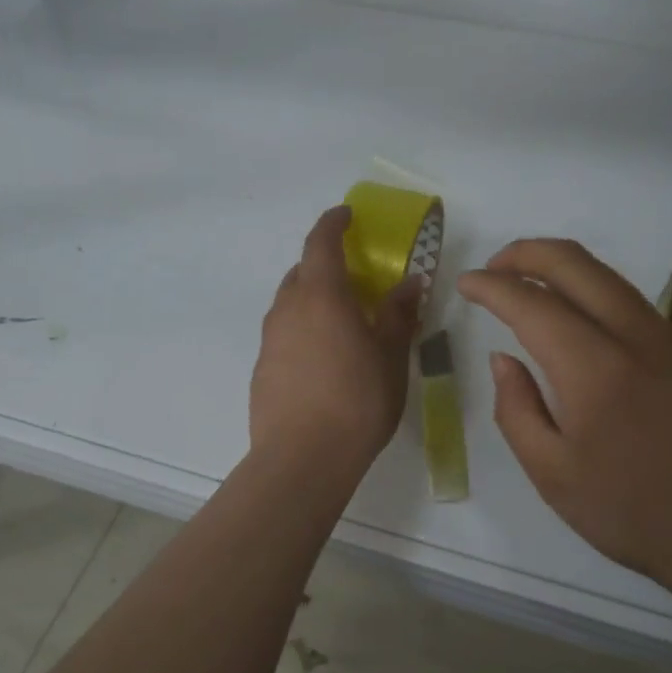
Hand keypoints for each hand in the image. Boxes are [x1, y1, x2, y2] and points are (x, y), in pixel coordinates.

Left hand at [250, 206, 422, 470]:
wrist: (302, 458)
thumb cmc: (357, 399)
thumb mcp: (391, 355)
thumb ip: (399, 314)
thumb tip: (410, 282)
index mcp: (322, 295)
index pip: (321, 242)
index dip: (333, 222)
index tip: (346, 214)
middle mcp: (288, 308)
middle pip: (302, 271)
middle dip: (325, 264)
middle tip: (354, 277)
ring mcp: (270, 338)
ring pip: (290, 302)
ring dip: (313, 298)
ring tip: (342, 320)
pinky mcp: (262, 367)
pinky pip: (284, 332)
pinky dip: (303, 329)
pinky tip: (323, 359)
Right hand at [457, 239, 671, 599]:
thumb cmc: (634, 514)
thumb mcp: (553, 475)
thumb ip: (516, 409)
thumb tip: (502, 359)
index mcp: (594, 368)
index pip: (532, 304)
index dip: (492, 287)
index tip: (465, 283)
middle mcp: (634, 336)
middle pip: (575, 264)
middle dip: (526, 253)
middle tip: (492, 267)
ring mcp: (667, 338)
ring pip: (606, 274)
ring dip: (560, 264)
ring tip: (525, 281)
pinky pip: (628, 297)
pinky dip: (590, 285)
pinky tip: (575, 311)